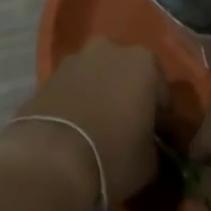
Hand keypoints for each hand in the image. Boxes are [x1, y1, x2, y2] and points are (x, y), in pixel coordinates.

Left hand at [1, 38, 165, 208]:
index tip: (156, 140)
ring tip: (98, 129)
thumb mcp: (150, 161)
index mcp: (144, 62)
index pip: (162, 93)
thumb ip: (154, 144)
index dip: (161, 119)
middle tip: (128, 130)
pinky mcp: (49, 73)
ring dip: (102, 95)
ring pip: (98, 76)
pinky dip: (78, 101)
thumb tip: (148, 145)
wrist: (50, 158)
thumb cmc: (112, 155)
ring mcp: (76, 58)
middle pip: (128, 75)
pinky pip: (74, 87)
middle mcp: (110, 48)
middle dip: (129, 96)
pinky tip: (76, 128)